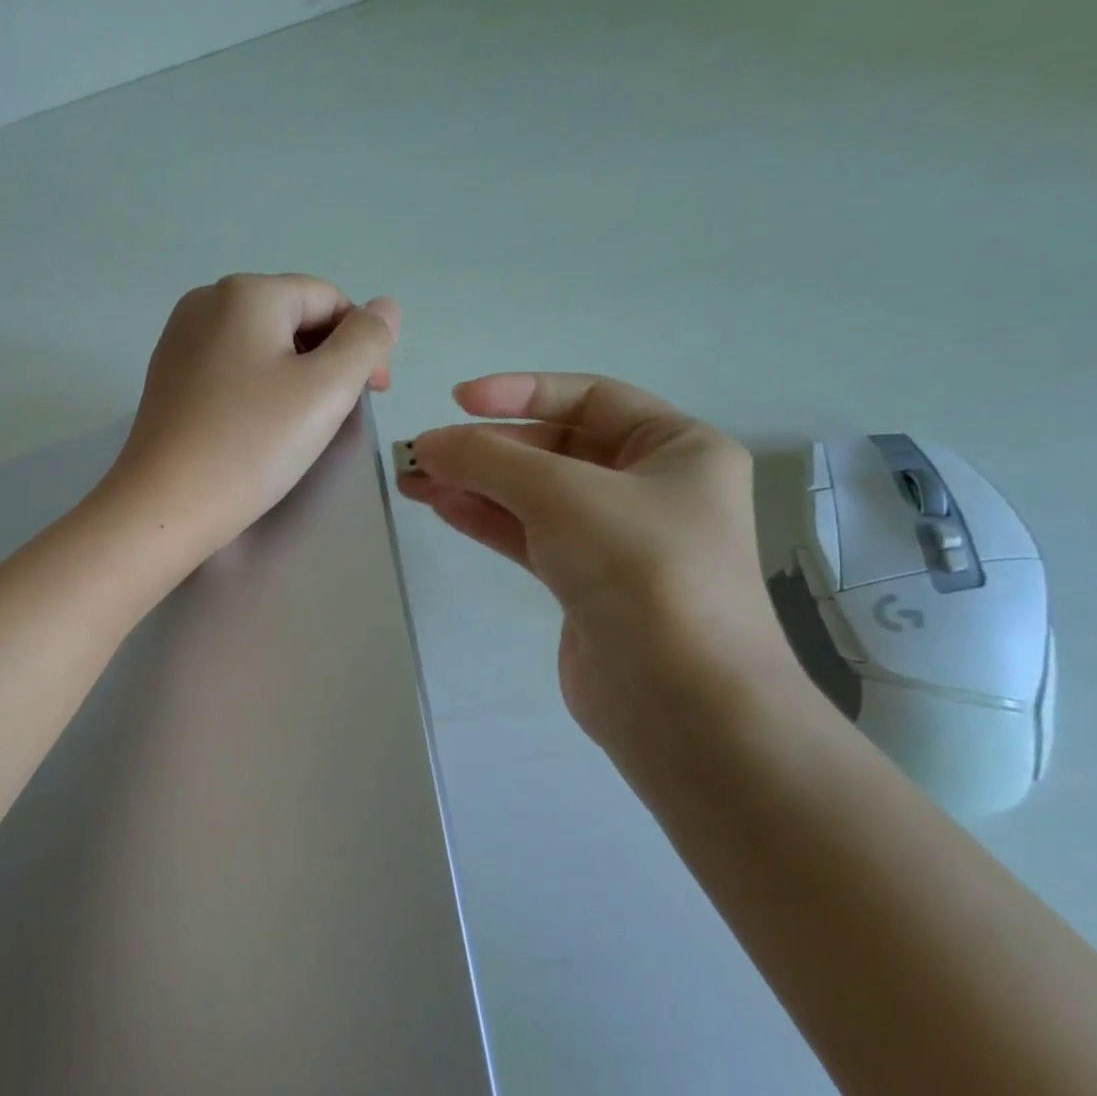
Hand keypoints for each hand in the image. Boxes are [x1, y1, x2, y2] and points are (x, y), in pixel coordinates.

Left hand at [104, 274, 399, 559]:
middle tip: (338, 415)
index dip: (362, 343)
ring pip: (262, 344)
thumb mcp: (327, 390)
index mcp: (246, 293)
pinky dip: (258, 388)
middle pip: (292, 317)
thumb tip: (385, 306)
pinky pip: (230, 367)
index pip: (328, 299)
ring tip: (300, 425)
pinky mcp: (168, 375)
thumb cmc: (252, 445)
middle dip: (328, 359)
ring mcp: (180, 338)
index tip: (375, 395)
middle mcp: (206, 301)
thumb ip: (366, 341)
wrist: (165, 505)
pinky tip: (259, 427)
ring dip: (296, 375)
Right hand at [401, 373, 798, 756]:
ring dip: (475, 483)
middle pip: (555, 449)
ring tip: (413, 478)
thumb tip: (429, 444)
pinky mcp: (586, 584)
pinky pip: (529, 536)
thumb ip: (490, 460)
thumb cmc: (641, 571)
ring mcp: (617, 540)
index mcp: (677, 448)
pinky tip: (441, 506)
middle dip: (487, 448)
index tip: (458, 400)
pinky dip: (487, 518)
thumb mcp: (563, 495)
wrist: (683, 703)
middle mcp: (651, 488)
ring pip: (534, 496)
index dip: (521, 392)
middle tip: (423, 452)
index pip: (590, 398)